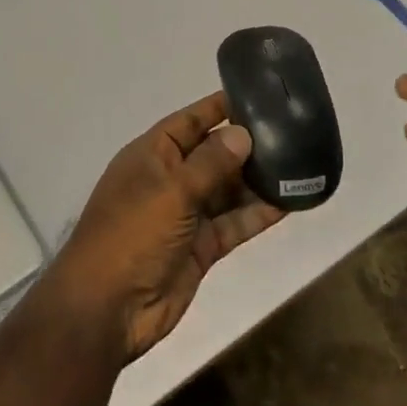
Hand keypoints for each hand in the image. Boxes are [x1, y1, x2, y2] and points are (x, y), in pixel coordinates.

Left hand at [49, 91, 284, 362]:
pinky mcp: (201, 247)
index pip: (188, 121)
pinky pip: (233, 223)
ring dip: (257, 181)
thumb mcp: (171, 191)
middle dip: (246, 145)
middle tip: (292, 131)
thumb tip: (243, 134)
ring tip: (299, 163)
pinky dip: (257, 214)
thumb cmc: (132, 235)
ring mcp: (185, 215)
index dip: (218, 108)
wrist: (107, 310)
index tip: (256, 95)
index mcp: (151, 156)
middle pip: (212, 154)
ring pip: (227, 190)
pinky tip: (290, 202)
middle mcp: (169, 180)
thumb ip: (210, 163)